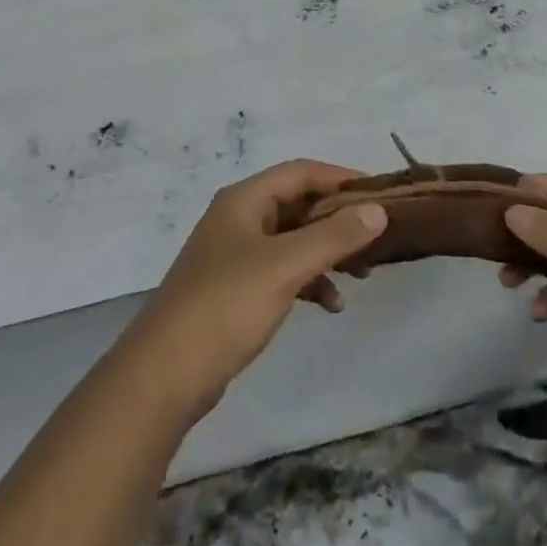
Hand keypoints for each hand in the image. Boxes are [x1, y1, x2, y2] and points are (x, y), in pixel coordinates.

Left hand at [122, 160, 386, 422]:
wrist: (166, 373)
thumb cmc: (226, 305)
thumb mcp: (286, 265)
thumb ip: (333, 235)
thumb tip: (378, 209)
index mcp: (244, 199)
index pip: (301, 172)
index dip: (341, 178)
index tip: (380, 194)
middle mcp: (239, 218)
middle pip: (298, 204)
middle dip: (338, 219)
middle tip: (377, 238)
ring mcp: (235, 254)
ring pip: (293, 239)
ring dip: (327, 251)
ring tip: (362, 274)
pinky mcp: (236, 289)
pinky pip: (282, 271)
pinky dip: (309, 280)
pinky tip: (331, 305)